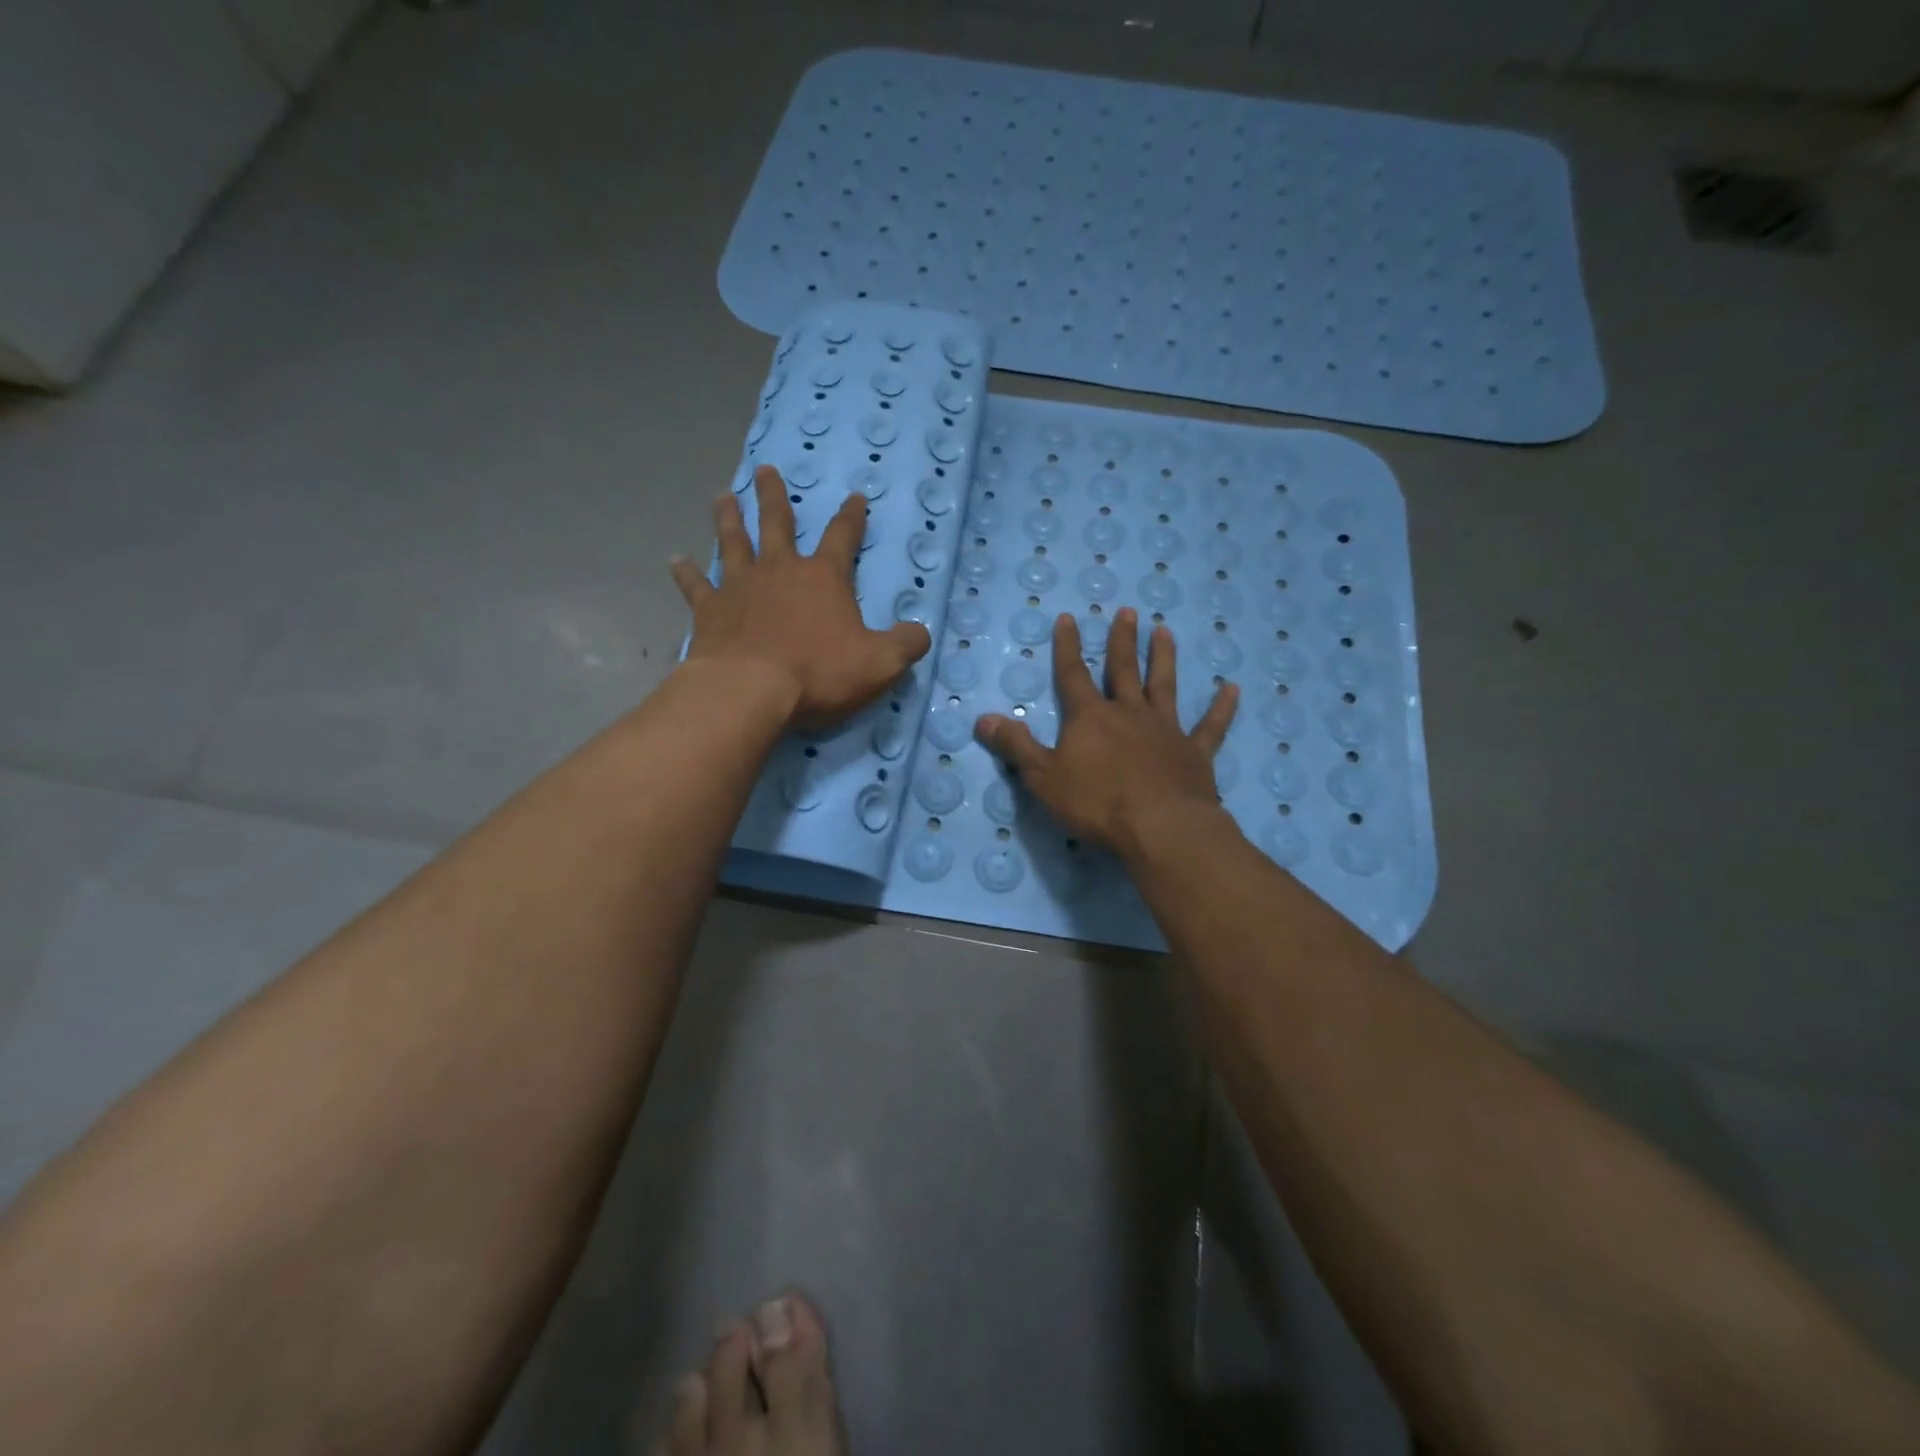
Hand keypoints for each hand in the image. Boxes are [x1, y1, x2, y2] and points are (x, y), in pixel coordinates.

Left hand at [671, 466, 931, 729]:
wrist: (750, 691)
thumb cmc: (819, 673)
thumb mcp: (880, 663)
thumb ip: (906, 644)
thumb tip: (921, 633)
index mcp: (823, 578)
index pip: (843, 537)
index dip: (852, 517)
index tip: (855, 497)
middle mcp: (780, 571)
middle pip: (777, 524)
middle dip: (774, 497)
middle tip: (766, 471)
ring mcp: (740, 587)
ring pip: (734, 543)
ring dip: (729, 519)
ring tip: (723, 497)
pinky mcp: (710, 611)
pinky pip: (696, 587)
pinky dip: (686, 573)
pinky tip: (675, 561)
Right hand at [974, 607, 1237, 855]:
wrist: (1160, 828)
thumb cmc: (1096, 803)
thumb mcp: (1043, 778)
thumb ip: (1016, 746)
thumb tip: (983, 718)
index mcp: (1090, 718)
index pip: (1073, 674)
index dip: (1068, 647)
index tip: (1069, 617)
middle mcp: (1129, 713)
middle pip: (1123, 670)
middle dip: (1122, 641)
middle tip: (1127, 611)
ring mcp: (1165, 730)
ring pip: (1164, 686)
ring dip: (1164, 659)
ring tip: (1165, 631)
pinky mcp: (1195, 753)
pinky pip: (1210, 726)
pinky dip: (1221, 708)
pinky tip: (1231, 689)